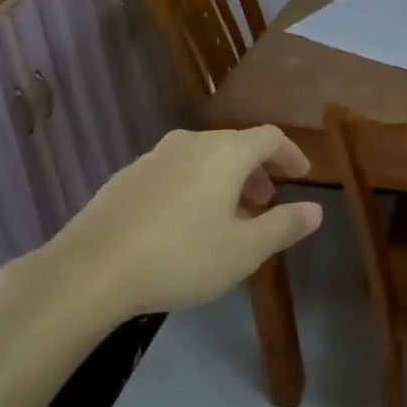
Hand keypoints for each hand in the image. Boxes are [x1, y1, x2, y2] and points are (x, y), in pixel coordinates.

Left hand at [5, 126, 322, 319]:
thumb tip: (316, 210)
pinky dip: (193, 185)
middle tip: (266, 200)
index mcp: (226, 152)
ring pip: (203, 158)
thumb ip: (283, 226)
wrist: (91, 269)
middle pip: (235, 145)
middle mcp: (192, 142)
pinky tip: (184, 222)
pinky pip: (174, 171)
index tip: (302, 174)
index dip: (290, 153)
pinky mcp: (126, 176)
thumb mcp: (243, 250)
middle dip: (257, 170)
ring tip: (228, 215)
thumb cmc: (181, 256)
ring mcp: (154, 156)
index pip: (270, 137)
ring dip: (224, 179)